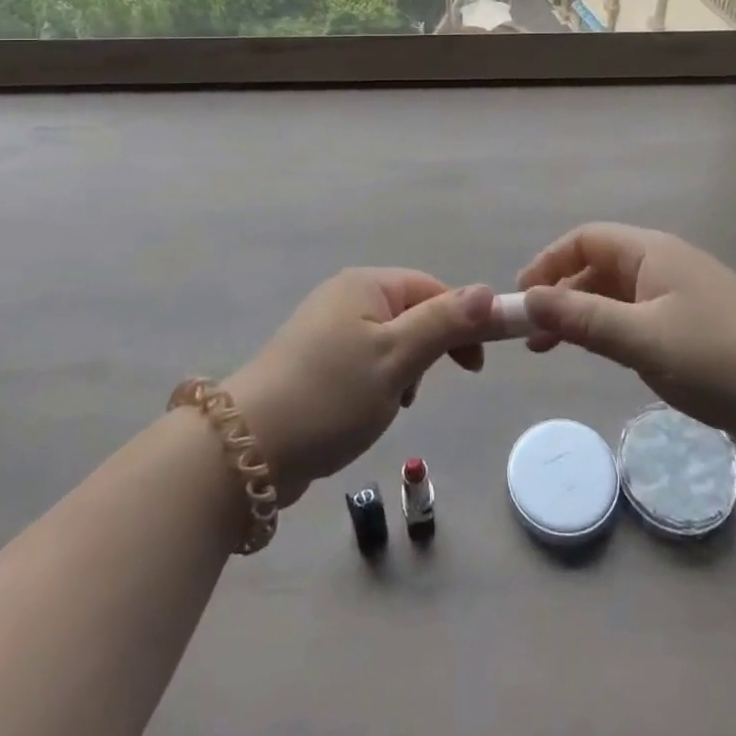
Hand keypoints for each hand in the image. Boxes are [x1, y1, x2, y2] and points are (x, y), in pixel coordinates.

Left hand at [224, 270, 496, 503]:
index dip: (461, 322)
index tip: (475, 366)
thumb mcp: (397, 357)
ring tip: (390, 405)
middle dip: (426, 352)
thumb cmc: (331, 395)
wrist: (248, 449)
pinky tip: (366, 413)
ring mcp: (325, 330)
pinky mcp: (313, 363)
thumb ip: (444, 323)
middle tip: (420, 391)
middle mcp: (345, 297)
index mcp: (365, 285)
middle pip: (411, 314)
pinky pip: (364, 363)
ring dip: (402, 373)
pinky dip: (376, 385)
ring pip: (389, 343)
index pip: (432, 289)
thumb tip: (488, 291)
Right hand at [518, 223, 735, 461]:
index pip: (586, 240)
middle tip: (533, 335)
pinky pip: (638, 318)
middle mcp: (664, 265)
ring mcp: (681, 297)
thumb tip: (527, 299)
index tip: (522, 299)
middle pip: (598, 266)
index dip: (549, 263)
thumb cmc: (715, 356)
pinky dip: (611, 331)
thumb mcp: (641, 338)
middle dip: (561, 294)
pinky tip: (604, 356)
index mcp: (652, 252)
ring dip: (583, 315)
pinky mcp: (694, 328)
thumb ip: (582, 318)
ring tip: (555, 349)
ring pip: (617, 295)